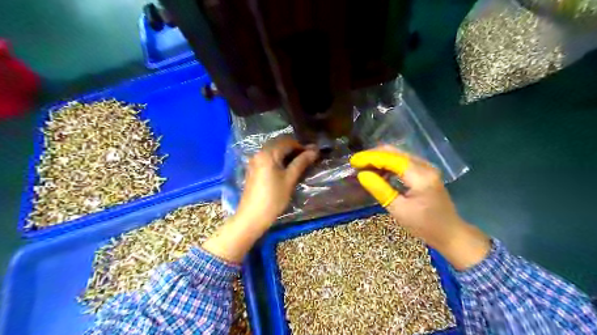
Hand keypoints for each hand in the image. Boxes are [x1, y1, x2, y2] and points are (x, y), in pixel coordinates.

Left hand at [203, 136, 318, 261]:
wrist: (252, 216)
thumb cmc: (273, 198)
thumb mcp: (290, 179)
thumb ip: (301, 162)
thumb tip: (314, 150)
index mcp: (268, 153)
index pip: (287, 141)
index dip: (301, 146)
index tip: (313, 154)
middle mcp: (259, 153)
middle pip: (279, 143)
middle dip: (294, 148)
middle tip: (307, 157)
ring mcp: (254, 161)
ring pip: (273, 150)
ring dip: (286, 153)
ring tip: (299, 163)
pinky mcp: (253, 169)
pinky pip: (267, 157)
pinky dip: (278, 159)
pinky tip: (285, 168)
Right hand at [351, 146, 488, 270]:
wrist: (450, 233)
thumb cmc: (425, 225)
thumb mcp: (399, 210)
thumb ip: (380, 190)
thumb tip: (362, 175)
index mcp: (420, 176)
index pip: (391, 159)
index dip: (370, 158)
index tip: (353, 161)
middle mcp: (425, 166)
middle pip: (395, 152)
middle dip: (373, 155)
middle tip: (356, 163)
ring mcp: (426, 168)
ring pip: (398, 155)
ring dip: (380, 159)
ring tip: (364, 167)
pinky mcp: (425, 172)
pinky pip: (403, 162)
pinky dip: (388, 164)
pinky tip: (378, 171)